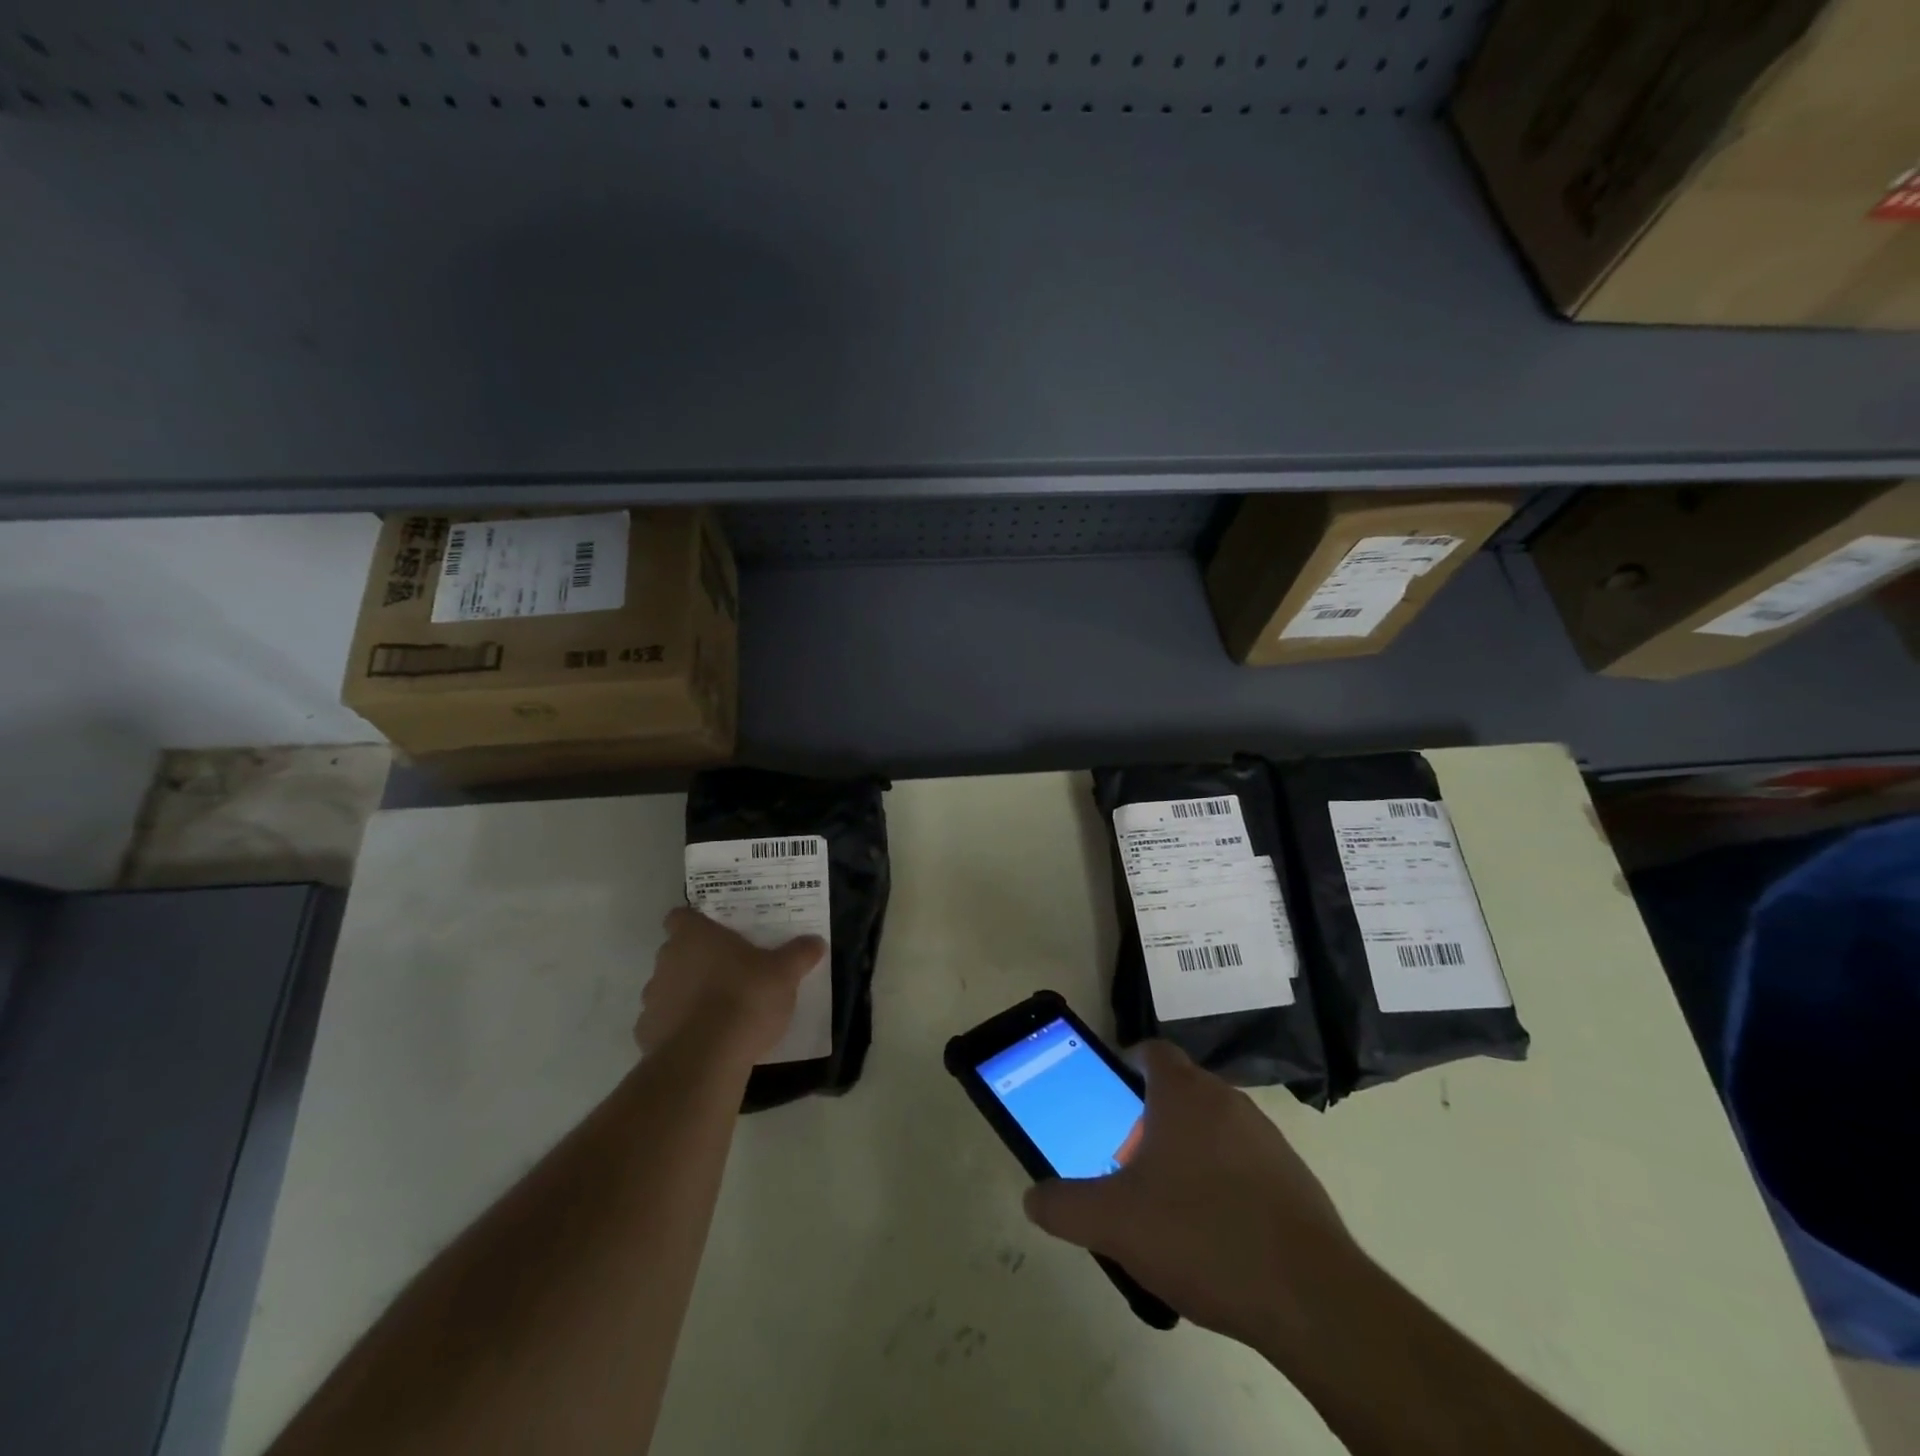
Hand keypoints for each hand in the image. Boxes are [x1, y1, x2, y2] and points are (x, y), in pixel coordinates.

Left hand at [635, 907, 825, 1064]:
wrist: (706, 1058)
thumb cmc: (745, 998)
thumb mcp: (784, 973)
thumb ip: (799, 954)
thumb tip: (816, 941)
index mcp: (694, 936)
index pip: (680, 916)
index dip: (695, 922)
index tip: (715, 933)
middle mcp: (666, 961)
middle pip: (675, 952)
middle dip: (696, 960)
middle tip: (729, 971)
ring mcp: (652, 999)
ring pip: (668, 988)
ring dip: (686, 994)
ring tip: (717, 1010)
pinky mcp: (646, 1034)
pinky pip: (663, 1023)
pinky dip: (678, 1028)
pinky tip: (703, 1039)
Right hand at [1023, 1041, 1363, 1354]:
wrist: (1309, 1297)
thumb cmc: (1200, 1236)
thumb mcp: (1114, 1223)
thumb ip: (1064, 1206)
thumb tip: (1033, 1197)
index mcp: (1184, 1094)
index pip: (1153, 1051)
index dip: (1128, 1062)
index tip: (1111, 1092)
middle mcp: (1228, 1101)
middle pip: (1181, 1090)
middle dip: (1151, 1115)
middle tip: (1128, 1158)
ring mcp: (1267, 1138)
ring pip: (1214, 1126)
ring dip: (1188, 1148)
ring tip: (1168, 1200)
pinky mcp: (1295, 1178)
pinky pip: (1245, 1162)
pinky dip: (1223, 1180)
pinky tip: (1213, 1231)